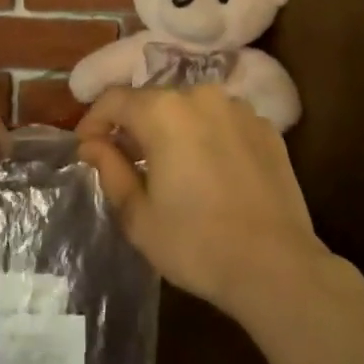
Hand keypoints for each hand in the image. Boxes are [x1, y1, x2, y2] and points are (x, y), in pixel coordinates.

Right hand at [74, 85, 325, 323]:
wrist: (276, 267)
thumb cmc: (196, 243)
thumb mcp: (138, 215)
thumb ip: (110, 169)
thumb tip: (92, 144)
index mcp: (163, 111)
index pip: (113, 99)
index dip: (93, 121)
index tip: (86, 148)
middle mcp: (200, 96)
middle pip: (153, 100)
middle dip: (133, 126)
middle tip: (125, 161)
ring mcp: (239, 109)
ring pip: (190, 109)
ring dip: (173, 129)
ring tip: (170, 166)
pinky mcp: (267, 128)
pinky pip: (223, 122)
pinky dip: (208, 137)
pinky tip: (210, 172)